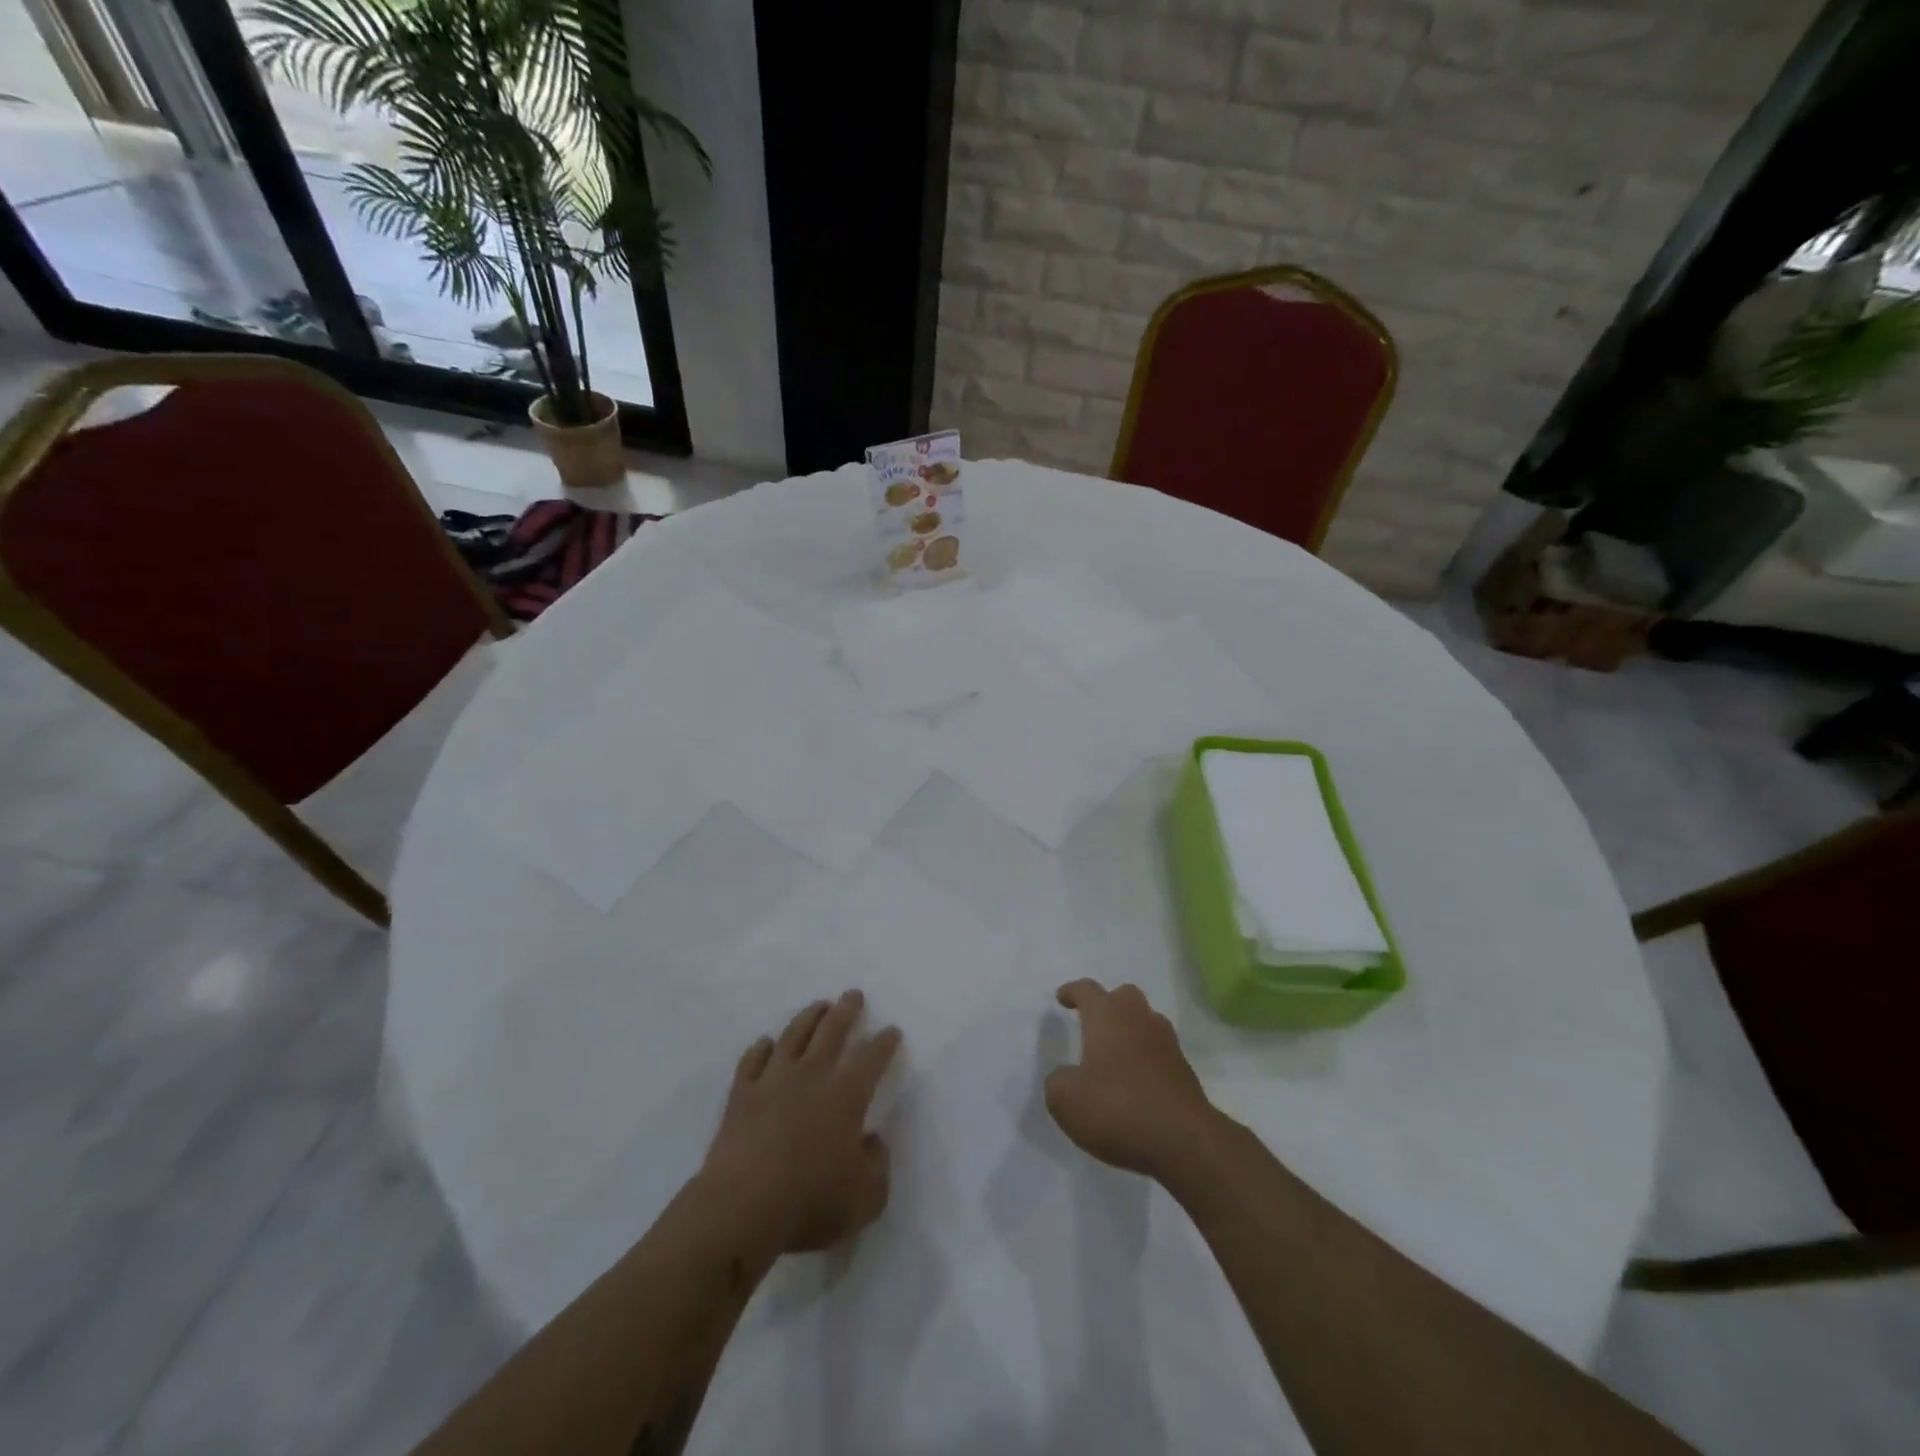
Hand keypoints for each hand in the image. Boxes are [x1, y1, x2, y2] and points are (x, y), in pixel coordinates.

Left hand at [700, 990, 901, 1254]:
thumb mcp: (866, 1198)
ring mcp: (774, 1080)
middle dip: (847, 1009)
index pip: (872, 1057)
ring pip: (794, 1034)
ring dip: (809, 1016)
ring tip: (819, 1005)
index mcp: (847, 1095)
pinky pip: (753, 1060)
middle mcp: (812, 1075)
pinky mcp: (742, 1094)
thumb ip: (877, 1165)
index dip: (885, 1042)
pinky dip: (761, 1048)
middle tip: (853, 994)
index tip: (892, 1030)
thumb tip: (872, 1140)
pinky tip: (766, 1043)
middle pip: (832, 1030)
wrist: (742, 1207)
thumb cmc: (810, 1202)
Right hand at [1045, 980, 1218, 1179]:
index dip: (1072, 991)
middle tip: (1094, 1022)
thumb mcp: (1066, 1101)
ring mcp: (1166, 1043)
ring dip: (1130, 1028)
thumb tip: (1066, 1077)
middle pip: (1124, 995)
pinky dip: (1146, 1056)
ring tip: (1115, 1052)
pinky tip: (1136, 1080)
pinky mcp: (1184, 1070)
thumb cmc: (1118, 1109)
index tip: (1062, 998)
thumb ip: (1057, 1082)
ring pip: (1147, 1020)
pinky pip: (1160, 1050)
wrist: (1184, 1141)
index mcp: (1106, 1017)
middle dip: (1108, 1003)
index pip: (1087, 990)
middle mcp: (1138, 1020)